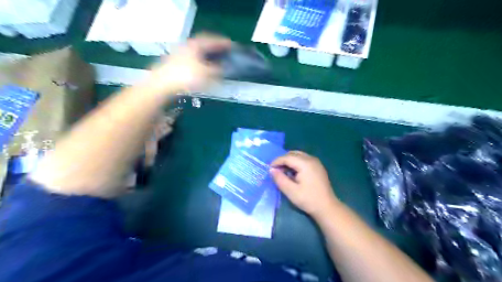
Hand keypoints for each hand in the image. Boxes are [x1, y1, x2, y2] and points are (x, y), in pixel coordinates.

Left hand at [147, 34, 232, 92]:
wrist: (162, 85)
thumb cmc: (186, 77)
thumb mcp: (207, 74)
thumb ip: (218, 71)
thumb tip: (224, 69)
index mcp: (196, 45)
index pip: (213, 40)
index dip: (224, 43)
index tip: (233, 46)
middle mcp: (187, 46)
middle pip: (204, 45)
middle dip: (215, 49)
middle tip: (224, 53)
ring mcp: (179, 54)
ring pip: (197, 53)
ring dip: (207, 56)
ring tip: (215, 62)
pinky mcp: (175, 63)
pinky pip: (192, 60)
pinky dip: (200, 63)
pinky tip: (203, 70)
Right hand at [271, 152, 336, 217]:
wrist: (327, 207)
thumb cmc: (308, 199)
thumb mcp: (291, 191)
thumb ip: (280, 179)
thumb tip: (271, 170)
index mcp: (305, 164)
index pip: (287, 157)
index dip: (276, 162)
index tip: (269, 169)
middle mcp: (311, 159)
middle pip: (293, 154)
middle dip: (282, 160)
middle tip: (275, 170)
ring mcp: (316, 162)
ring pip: (298, 155)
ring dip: (289, 161)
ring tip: (283, 172)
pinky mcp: (318, 166)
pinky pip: (303, 159)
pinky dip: (295, 163)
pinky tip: (293, 173)